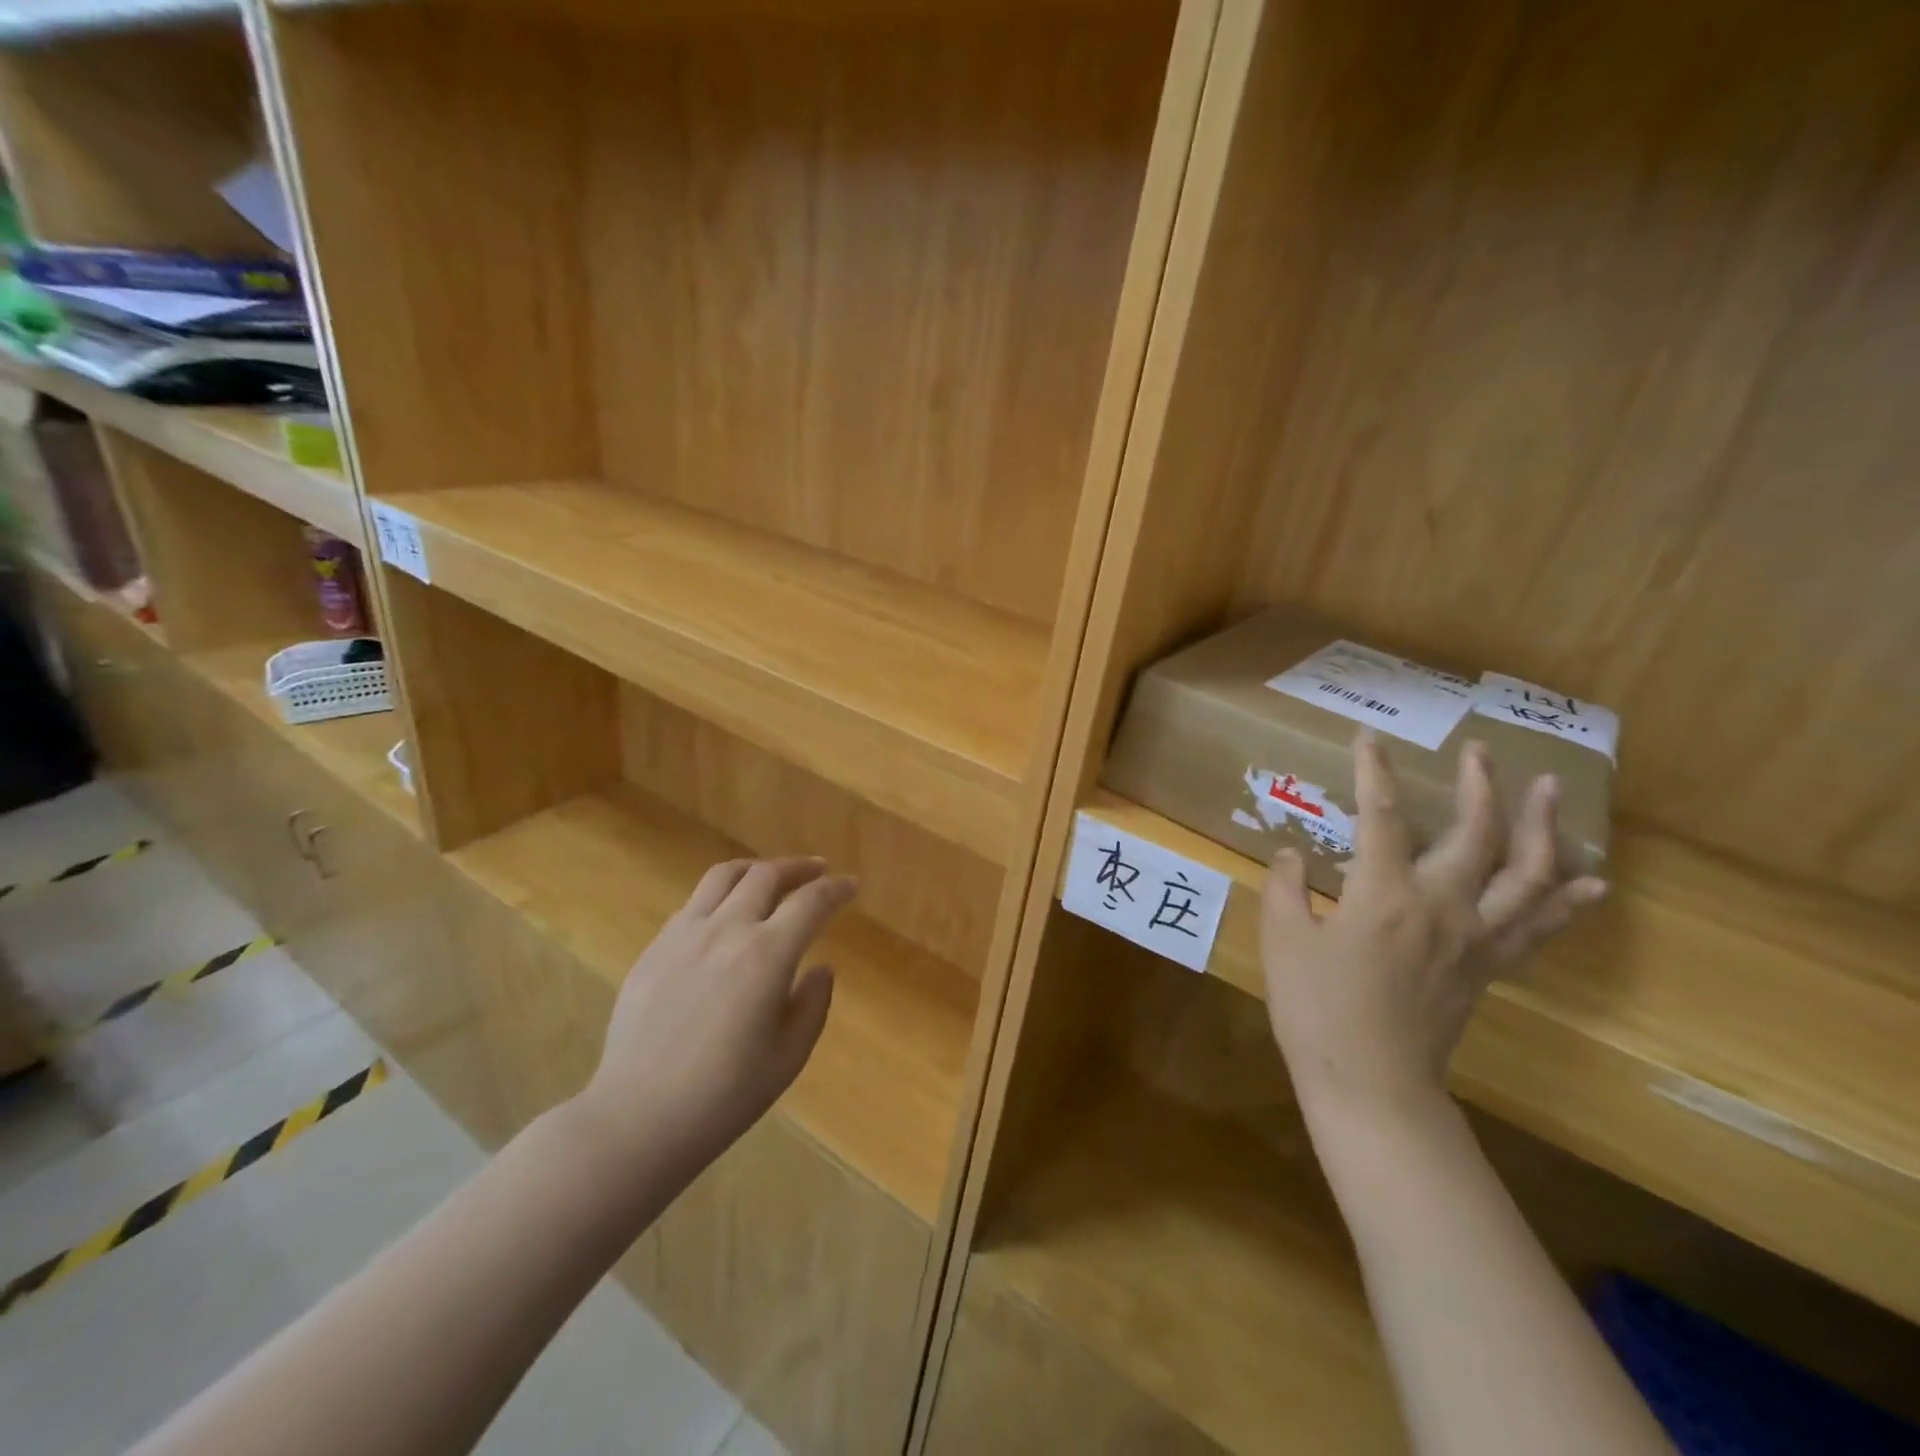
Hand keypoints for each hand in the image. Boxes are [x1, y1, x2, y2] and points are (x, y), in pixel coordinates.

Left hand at [573, 857, 855, 1176]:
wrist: (637, 1119)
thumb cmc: (724, 1096)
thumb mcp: (789, 1056)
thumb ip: (813, 1004)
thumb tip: (821, 969)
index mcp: (766, 955)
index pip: (811, 902)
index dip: (836, 889)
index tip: (851, 885)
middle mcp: (726, 930)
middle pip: (766, 874)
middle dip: (799, 867)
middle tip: (818, 871)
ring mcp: (684, 935)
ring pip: (724, 876)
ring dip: (756, 869)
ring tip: (770, 877)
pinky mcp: (654, 948)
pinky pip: (693, 903)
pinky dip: (721, 896)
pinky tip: (725, 917)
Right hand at [1261, 733, 1605, 1119]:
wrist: (1370, 1082)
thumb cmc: (1316, 1009)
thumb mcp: (1281, 940)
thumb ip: (1284, 888)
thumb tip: (1291, 854)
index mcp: (1383, 893)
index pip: (1380, 815)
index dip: (1374, 771)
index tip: (1369, 737)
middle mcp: (1441, 904)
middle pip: (1475, 832)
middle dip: (1479, 784)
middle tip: (1479, 750)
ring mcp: (1475, 937)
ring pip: (1526, 873)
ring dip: (1541, 826)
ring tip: (1549, 790)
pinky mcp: (1489, 966)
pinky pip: (1539, 926)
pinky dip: (1566, 899)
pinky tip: (1587, 880)